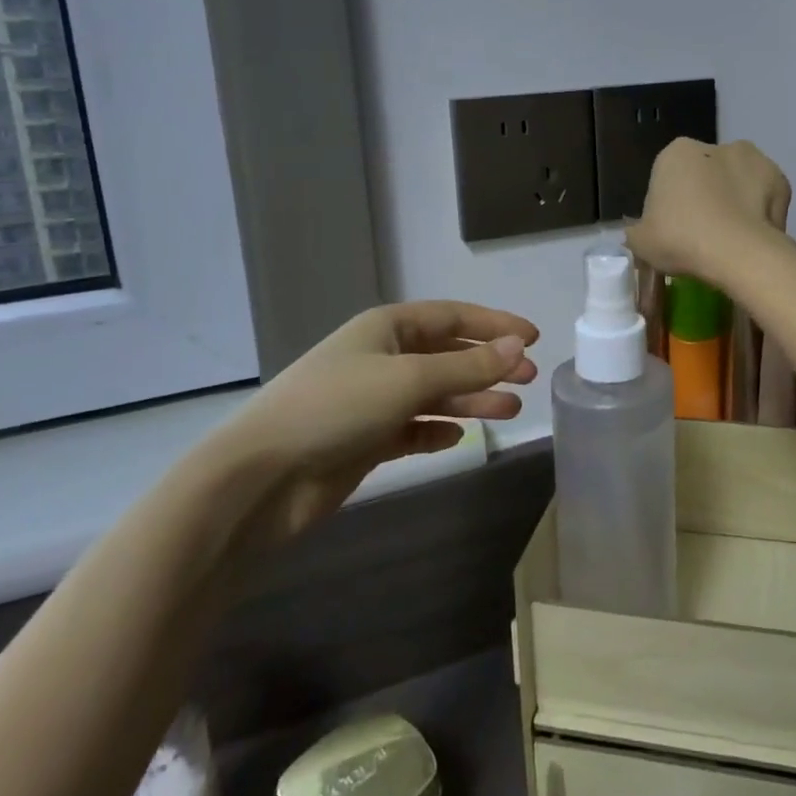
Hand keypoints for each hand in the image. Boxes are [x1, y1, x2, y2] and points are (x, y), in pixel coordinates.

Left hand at [199, 300, 538, 553]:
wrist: (261, 478)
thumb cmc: (337, 408)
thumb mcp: (410, 379)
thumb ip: (468, 366)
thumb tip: (518, 348)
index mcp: (388, 328)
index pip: (453, 317)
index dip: (495, 325)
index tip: (534, 338)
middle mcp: (382, 357)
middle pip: (448, 355)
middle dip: (489, 365)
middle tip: (529, 380)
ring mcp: (372, 400)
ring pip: (435, 393)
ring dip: (472, 399)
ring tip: (509, 411)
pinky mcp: (365, 439)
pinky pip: (413, 428)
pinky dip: (437, 430)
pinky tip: (457, 437)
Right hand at [626, 138, 791, 283]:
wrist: (738, 252)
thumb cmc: (681, 239)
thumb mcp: (641, 242)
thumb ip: (638, 231)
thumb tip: (641, 232)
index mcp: (676, 153)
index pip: (668, 177)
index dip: (670, 206)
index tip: (675, 232)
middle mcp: (716, 145)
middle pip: (706, 174)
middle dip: (706, 197)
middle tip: (703, 236)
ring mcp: (754, 159)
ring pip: (738, 182)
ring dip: (735, 201)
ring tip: (731, 240)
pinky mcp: (781, 180)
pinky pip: (765, 198)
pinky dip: (761, 213)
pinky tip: (753, 238)